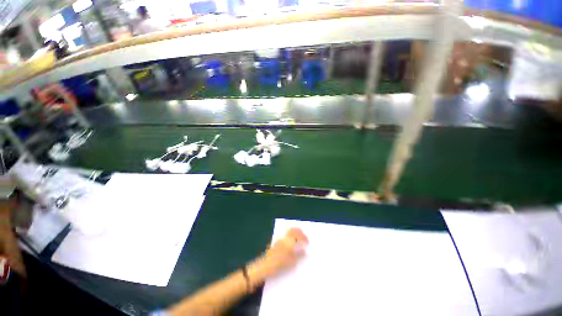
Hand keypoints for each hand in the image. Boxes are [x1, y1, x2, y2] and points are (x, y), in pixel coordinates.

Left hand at [247, 228, 307, 286]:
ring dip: (294, 232)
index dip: (304, 237)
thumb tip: (305, 251)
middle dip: (299, 231)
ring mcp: (279, 240)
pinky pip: (285, 236)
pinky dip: (290, 236)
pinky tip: (292, 242)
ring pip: (288, 232)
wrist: (265, 267)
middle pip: (292, 230)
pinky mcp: (276, 243)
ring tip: (299, 237)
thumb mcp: (291, 262)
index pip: (298, 235)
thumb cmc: (279, 265)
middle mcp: (284, 238)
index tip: (308, 242)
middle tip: (304, 235)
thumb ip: (299, 255)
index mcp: (288, 242)